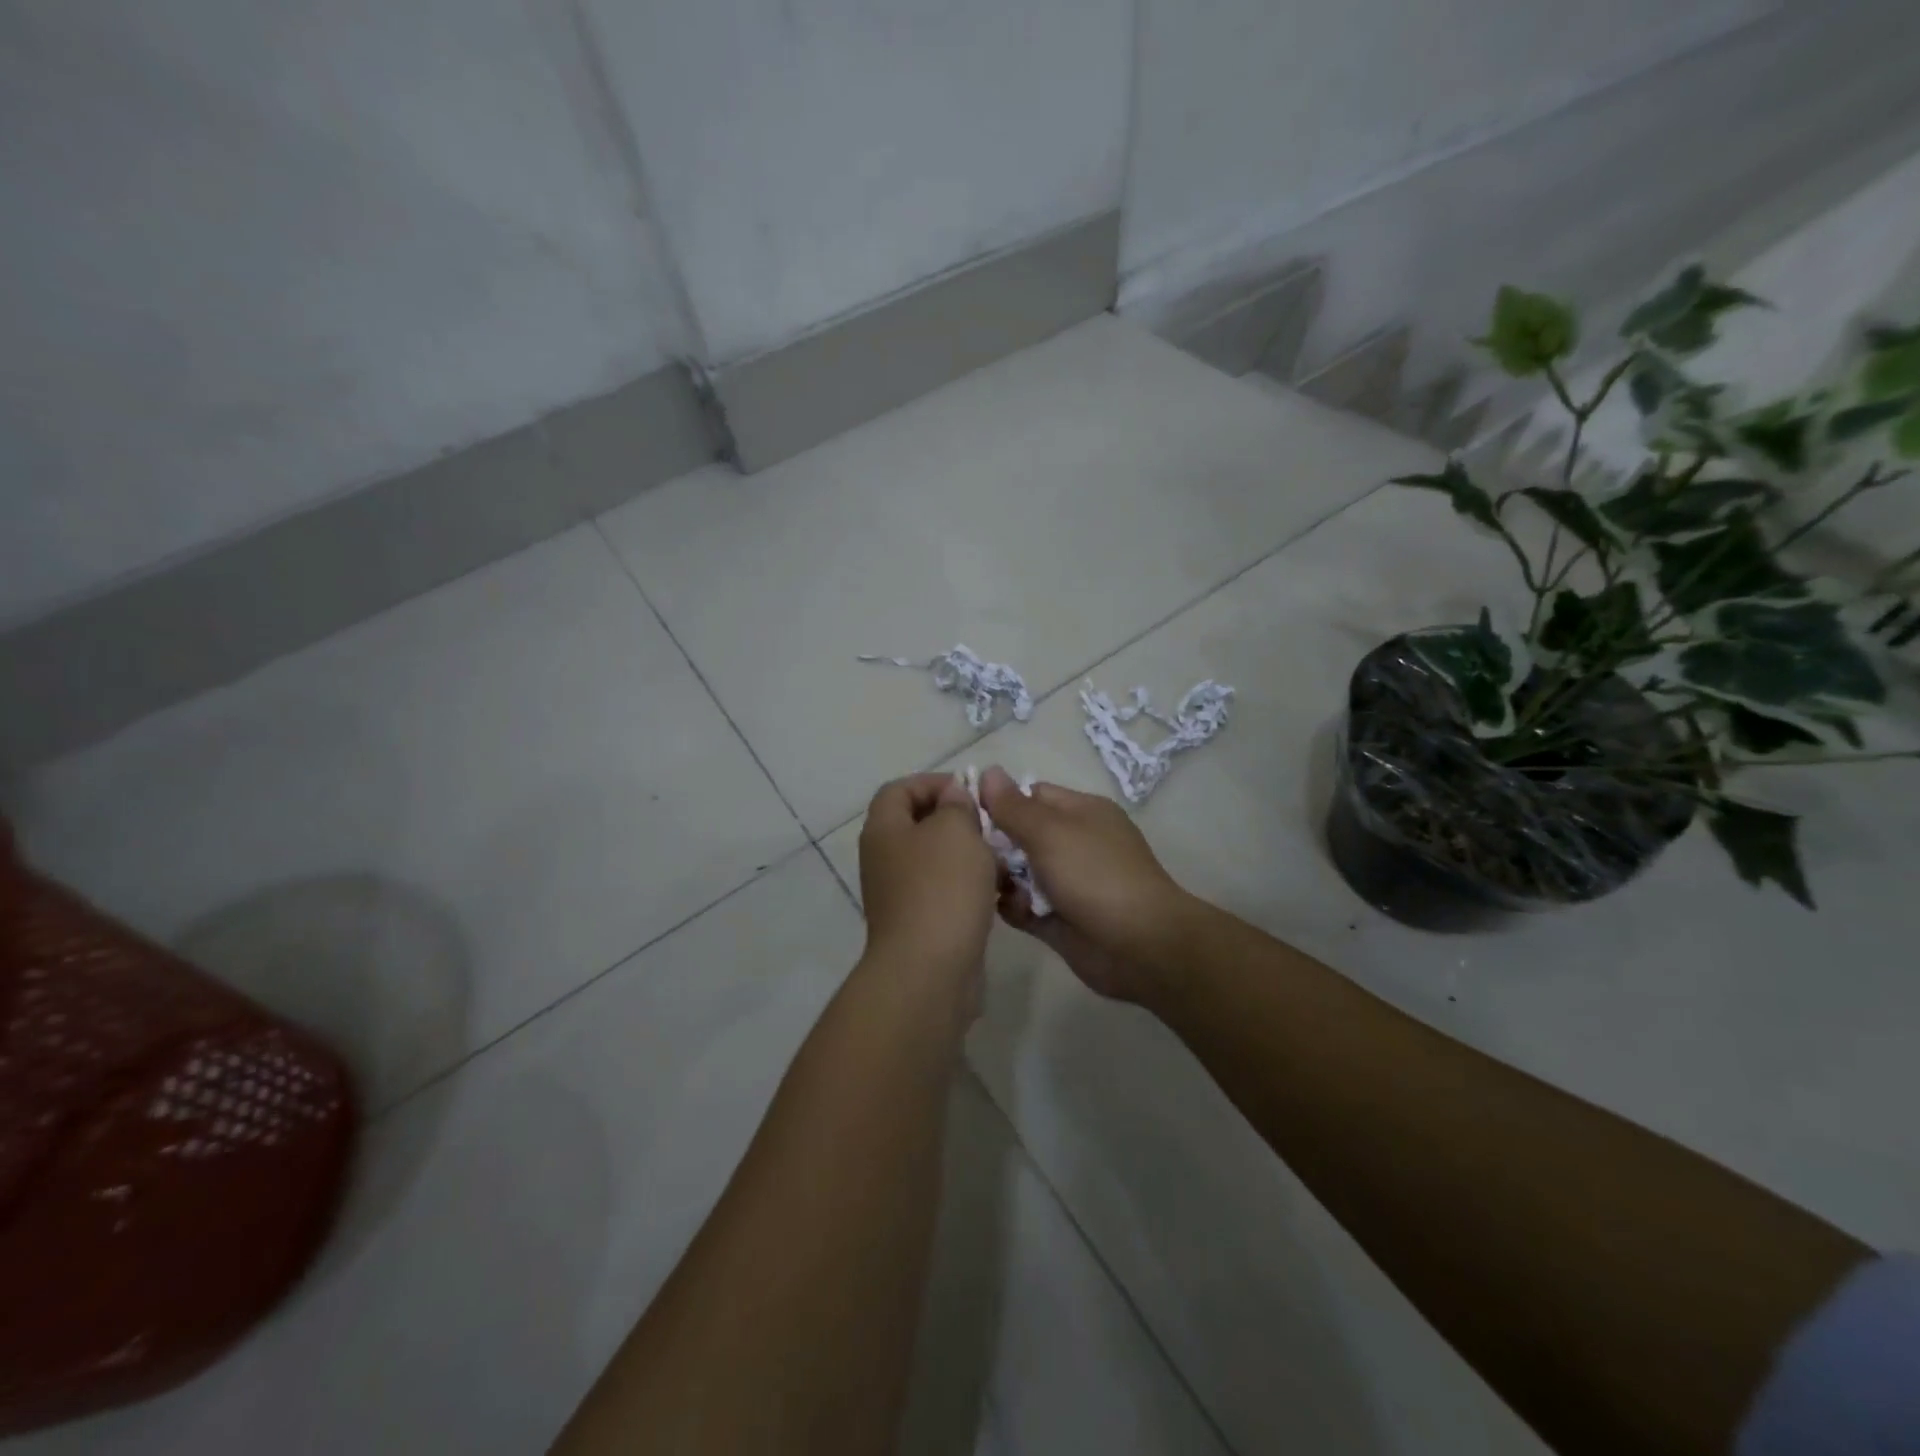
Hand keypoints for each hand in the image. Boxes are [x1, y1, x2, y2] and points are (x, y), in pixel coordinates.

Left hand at [858, 774, 996, 987]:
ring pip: (935, 860)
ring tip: (1001, 858)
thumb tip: (953, 796)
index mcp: (884, 830)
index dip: (933, 782)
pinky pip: (944, 892)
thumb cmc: (942, 889)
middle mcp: (884, 859)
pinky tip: (998, 893)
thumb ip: (956, 805)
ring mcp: (899, 894)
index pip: (899, 789)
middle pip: (917, 824)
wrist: (929, 971)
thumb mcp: (956, 831)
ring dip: (967, 855)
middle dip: (956, 820)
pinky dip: (968, 887)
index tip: (970, 790)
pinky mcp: (919, 924)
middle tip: (990, 824)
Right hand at [978, 767, 1196, 1002]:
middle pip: (1021, 834)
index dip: (1000, 801)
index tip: (967, 813)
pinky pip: (1023, 906)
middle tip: (973, 854)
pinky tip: (1006, 909)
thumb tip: (988, 772)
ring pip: (1019, 872)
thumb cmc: (1095, 875)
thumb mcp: (1050, 832)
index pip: (1032, 795)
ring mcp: (1067, 883)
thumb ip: (1013, 806)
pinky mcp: (1057, 919)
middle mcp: (1074, 843)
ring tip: (991, 884)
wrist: (1139, 945)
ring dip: (1002, 877)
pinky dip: (1013, 907)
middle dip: (996, 843)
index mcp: (1081, 812)